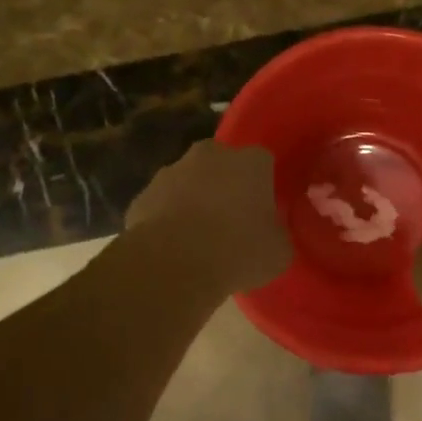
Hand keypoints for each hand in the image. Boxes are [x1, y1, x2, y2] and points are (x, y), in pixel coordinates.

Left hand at [126, 140, 291, 293]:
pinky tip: (173, 246)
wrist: (171, 265)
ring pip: (190, 181)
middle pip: (224, 164)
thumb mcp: (278, 251)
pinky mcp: (143, 195)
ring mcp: (172, 171)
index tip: (264, 211)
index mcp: (250, 162)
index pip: (264, 163)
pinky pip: (163, 203)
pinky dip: (168, 218)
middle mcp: (211, 155)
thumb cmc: (236, 252)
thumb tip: (271, 231)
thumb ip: (278, 232)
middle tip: (232, 220)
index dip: (264, 186)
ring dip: (195, 200)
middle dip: (227, 185)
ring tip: (199, 238)